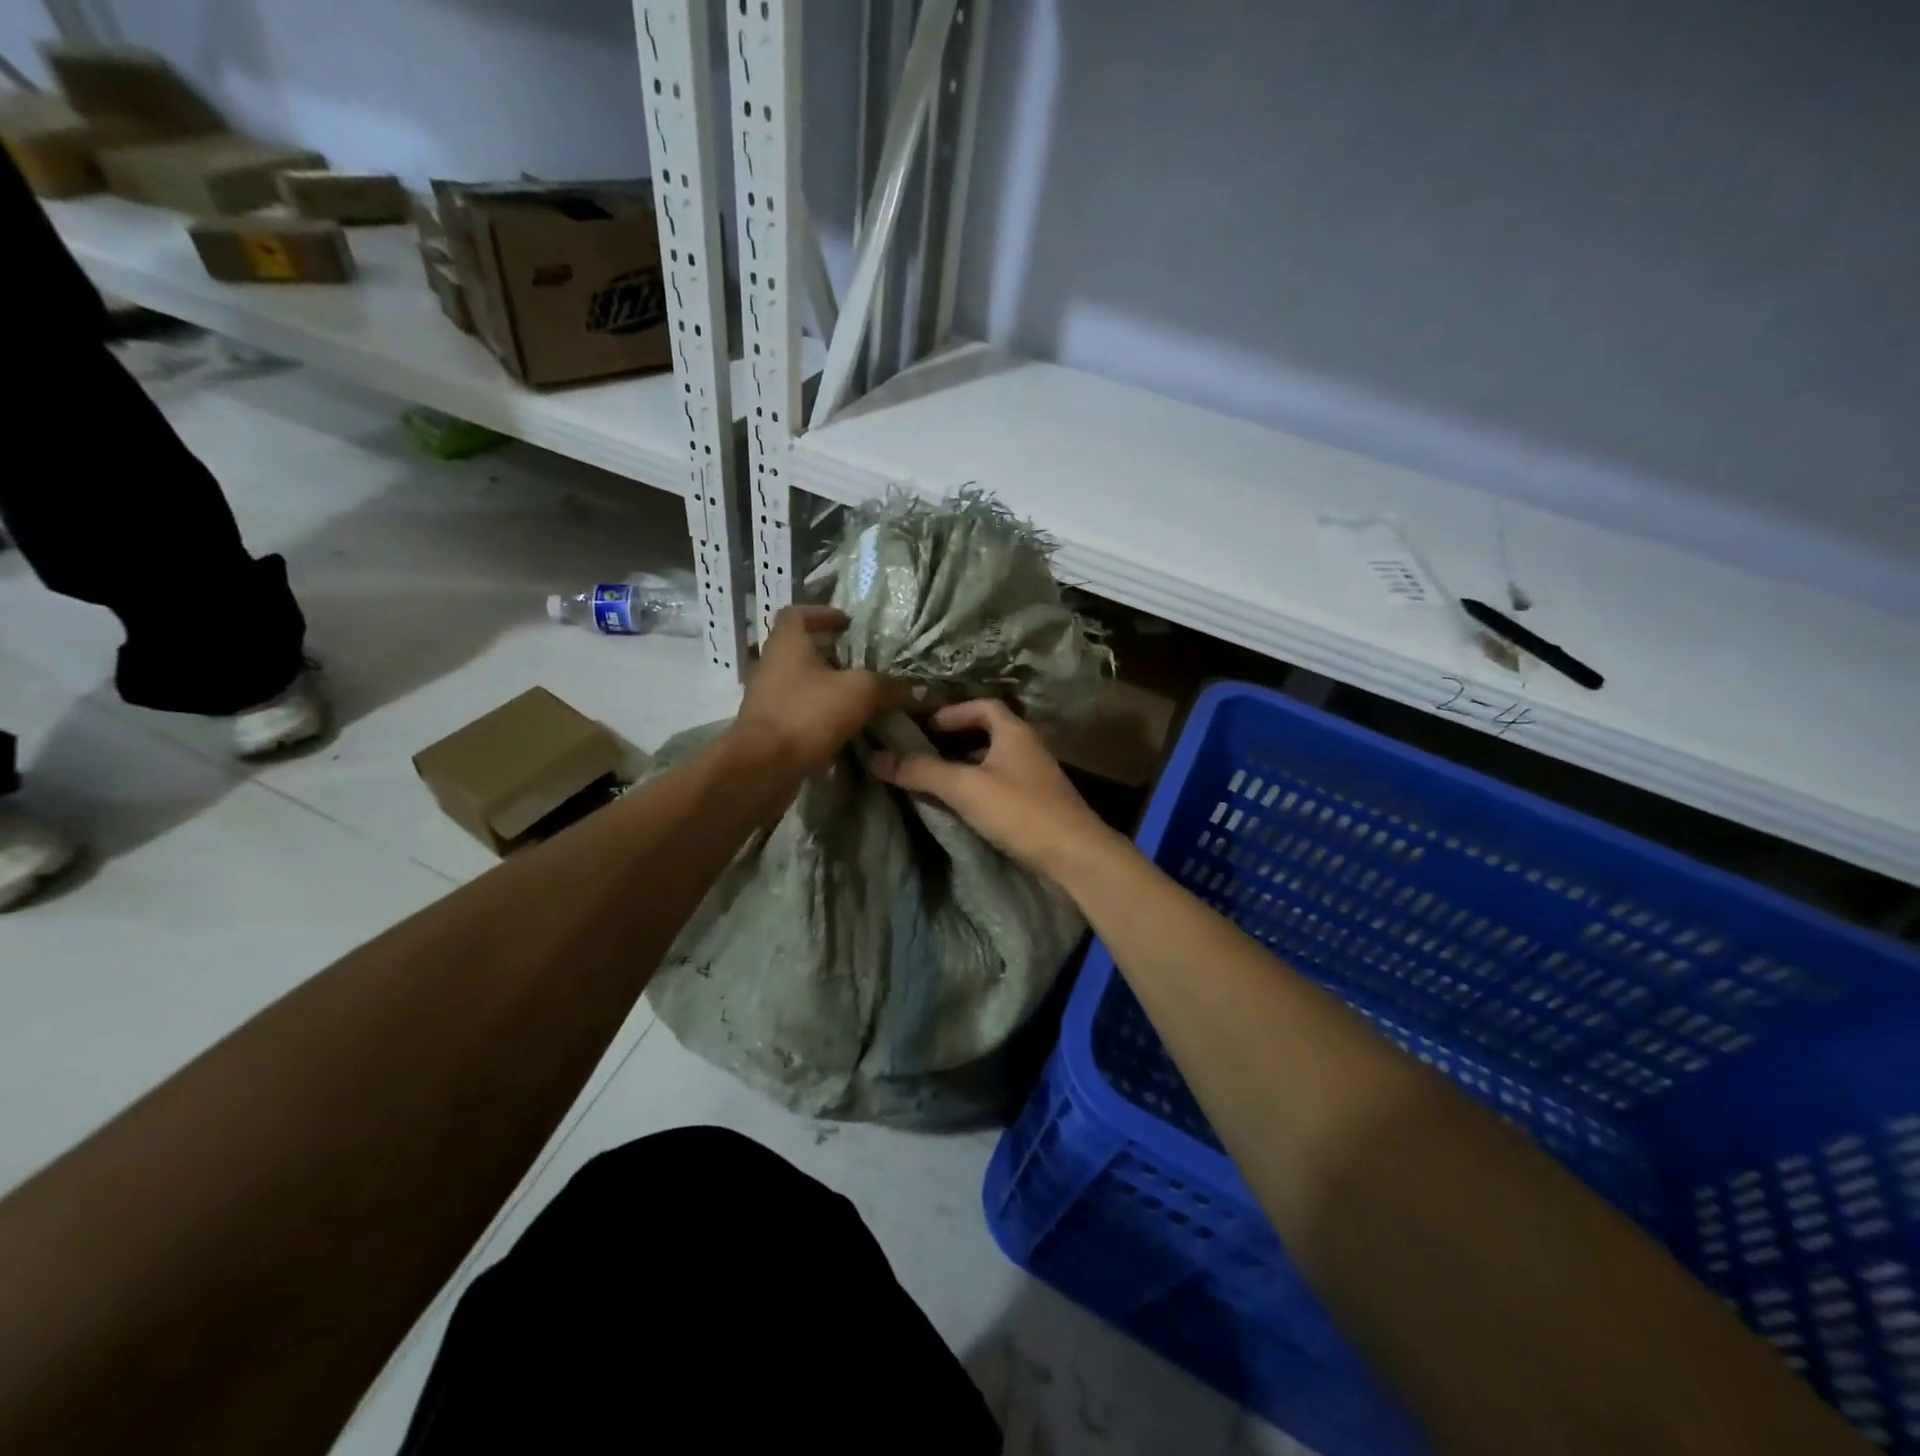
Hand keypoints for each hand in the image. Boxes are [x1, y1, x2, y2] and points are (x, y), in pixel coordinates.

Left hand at [733, 606, 897, 776]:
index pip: (798, 613)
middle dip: (832, 654)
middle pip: (801, 650)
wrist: (765, 767)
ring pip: (801, 682)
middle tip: (862, 662)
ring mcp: (767, 697)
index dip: (822, 613)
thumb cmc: (808, 713)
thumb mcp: (859, 693)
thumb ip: (889, 686)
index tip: (847, 624)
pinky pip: (799, 711)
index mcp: (787, 643)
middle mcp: (771, 664)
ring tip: (859, 695)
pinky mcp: (769, 727)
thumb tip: (920, 690)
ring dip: (828, 686)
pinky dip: (820, 713)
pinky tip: (845, 726)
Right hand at [871, 699, 1115, 875]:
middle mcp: (1028, 748)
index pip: (982, 706)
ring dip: (966, 767)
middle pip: (988, 733)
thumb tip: (876, 757)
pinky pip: (1001, 786)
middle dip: (954, 741)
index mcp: (1014, 732)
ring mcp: (1035, 777)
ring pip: (994, 762)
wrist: (1075, 856)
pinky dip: (979, 789)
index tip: (924, 726)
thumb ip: (922, 771)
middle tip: (922, 753)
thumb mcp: (965, 788)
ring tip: (934, 781)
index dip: (953, 711)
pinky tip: (962, 808)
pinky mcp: (1038, 805)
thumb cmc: (1020, 811)